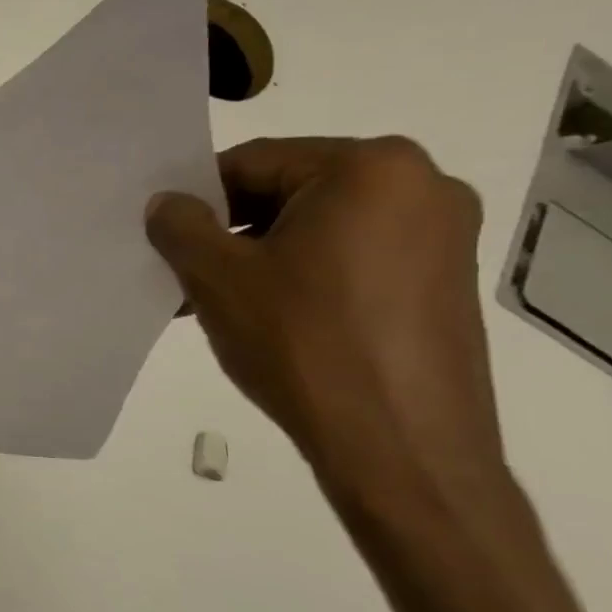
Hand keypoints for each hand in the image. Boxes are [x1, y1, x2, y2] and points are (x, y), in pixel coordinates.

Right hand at [145, 137, 509, 530]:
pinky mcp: (445, 284)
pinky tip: (268, 319)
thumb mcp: (217, 278)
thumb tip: (167, 203)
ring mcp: (443, 238)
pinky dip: (303, 277)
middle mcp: (422, 186)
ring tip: (218, 304)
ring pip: (319, 229)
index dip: (198, 199)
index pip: (254, 162)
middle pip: (290, 192)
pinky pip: (352, 259)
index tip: (166, 238)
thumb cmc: (304, 344)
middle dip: (231, 232)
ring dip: (261, 257)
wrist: (402, 449)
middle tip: (187, 274)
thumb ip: (180, 225)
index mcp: (372, 168)